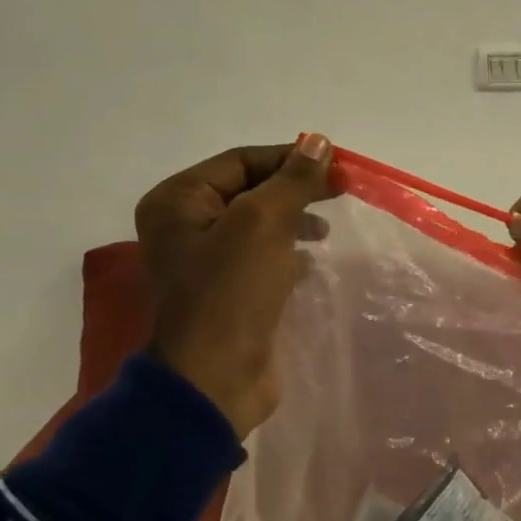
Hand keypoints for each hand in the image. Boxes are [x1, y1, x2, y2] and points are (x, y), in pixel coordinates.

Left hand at [134, 135, 333, 437]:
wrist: (215, 379)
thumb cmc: (231, 292)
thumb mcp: (263, 223)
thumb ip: (292, 181)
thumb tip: (318, 141)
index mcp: (178, 201)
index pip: (241, 161)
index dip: (290, 159)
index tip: (338, 167)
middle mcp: (185, 226)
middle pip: (250, 191)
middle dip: (296, 190)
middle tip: (342, 192)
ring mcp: (205, 263)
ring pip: (259, 225)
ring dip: (295, 221)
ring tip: (325, 232)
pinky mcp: (228, 293)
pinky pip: (261, 258)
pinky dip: (288, 254)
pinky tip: (310, 264)